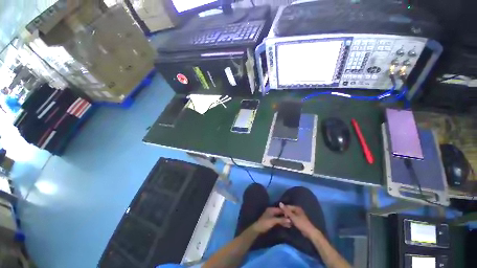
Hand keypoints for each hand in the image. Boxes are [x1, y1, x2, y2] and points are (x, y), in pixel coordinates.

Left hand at [251, 207, 291, 233]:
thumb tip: (290, 219)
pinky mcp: (272, 221)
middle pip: (280, 213)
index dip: (286, 211)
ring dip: (285, 220)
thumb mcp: (273, 221)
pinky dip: (282, 222)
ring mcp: (272, 216)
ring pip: (280, 217)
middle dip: (286, 216)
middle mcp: (272, 211)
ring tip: (291, 224)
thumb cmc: (265, 223)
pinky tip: (287, 226)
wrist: (258, 229)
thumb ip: (281, 220)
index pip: (280, 209)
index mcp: (271, 209)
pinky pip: (278, 220)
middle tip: (293, 220)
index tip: (293, 214)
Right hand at [279, 202, 318, 238]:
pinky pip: (292, 218)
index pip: (287, 206)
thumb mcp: (293, 217)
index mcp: (297, 208)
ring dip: (288, 218)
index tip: (280, 215)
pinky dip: (290, 220)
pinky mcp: (299, 220)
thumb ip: (286, 210)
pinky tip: (288, 224)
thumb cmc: (301, 223)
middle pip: (289, 210)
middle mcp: (298, 210)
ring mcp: (298, 215)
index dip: (283, 210)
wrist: (310, 232)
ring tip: (285, 222)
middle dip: (286, 214)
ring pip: (290, 215)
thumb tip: (280, 203)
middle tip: (283, 219)